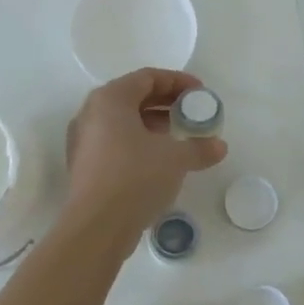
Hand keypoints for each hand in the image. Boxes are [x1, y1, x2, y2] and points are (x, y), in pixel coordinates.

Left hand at [61, 69, 227, 244]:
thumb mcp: (175, 159)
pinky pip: (114, 141)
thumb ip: (199, 147)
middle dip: (165, 102)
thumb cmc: (136, 177)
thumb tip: (219, 146)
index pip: (147, 78)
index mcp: (110, 99)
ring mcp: (84, 140)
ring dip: (152, 123)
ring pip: (123, 120)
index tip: (199, 92)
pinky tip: (159, 158)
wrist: (97, 227)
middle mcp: (91, 113)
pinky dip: (138, 141)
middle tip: (191, 111)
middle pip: (133, 96)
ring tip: (179, 134)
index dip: (177, 81)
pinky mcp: (84, 164)